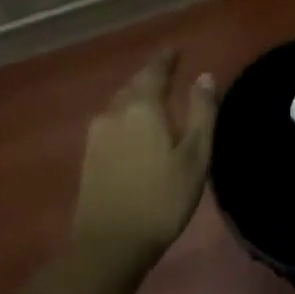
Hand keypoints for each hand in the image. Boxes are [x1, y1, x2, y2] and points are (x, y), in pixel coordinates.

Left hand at [73, 51, 216, 268]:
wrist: (111, 243)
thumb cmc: (162, 198)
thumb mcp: (195, 156)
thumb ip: (202, 113)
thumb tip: (205, 76)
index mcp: (142, 108)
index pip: (155, 72)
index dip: (166, 60)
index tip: (176, 50)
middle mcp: (114, 113)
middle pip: (134, 85)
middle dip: (151, 77)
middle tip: (169, 72)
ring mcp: (96, 135)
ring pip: (120, 104)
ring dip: (137, 96)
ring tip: (155, 98)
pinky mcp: (89, 155)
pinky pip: (111, 122)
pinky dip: (127, 116)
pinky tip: (135, 128)